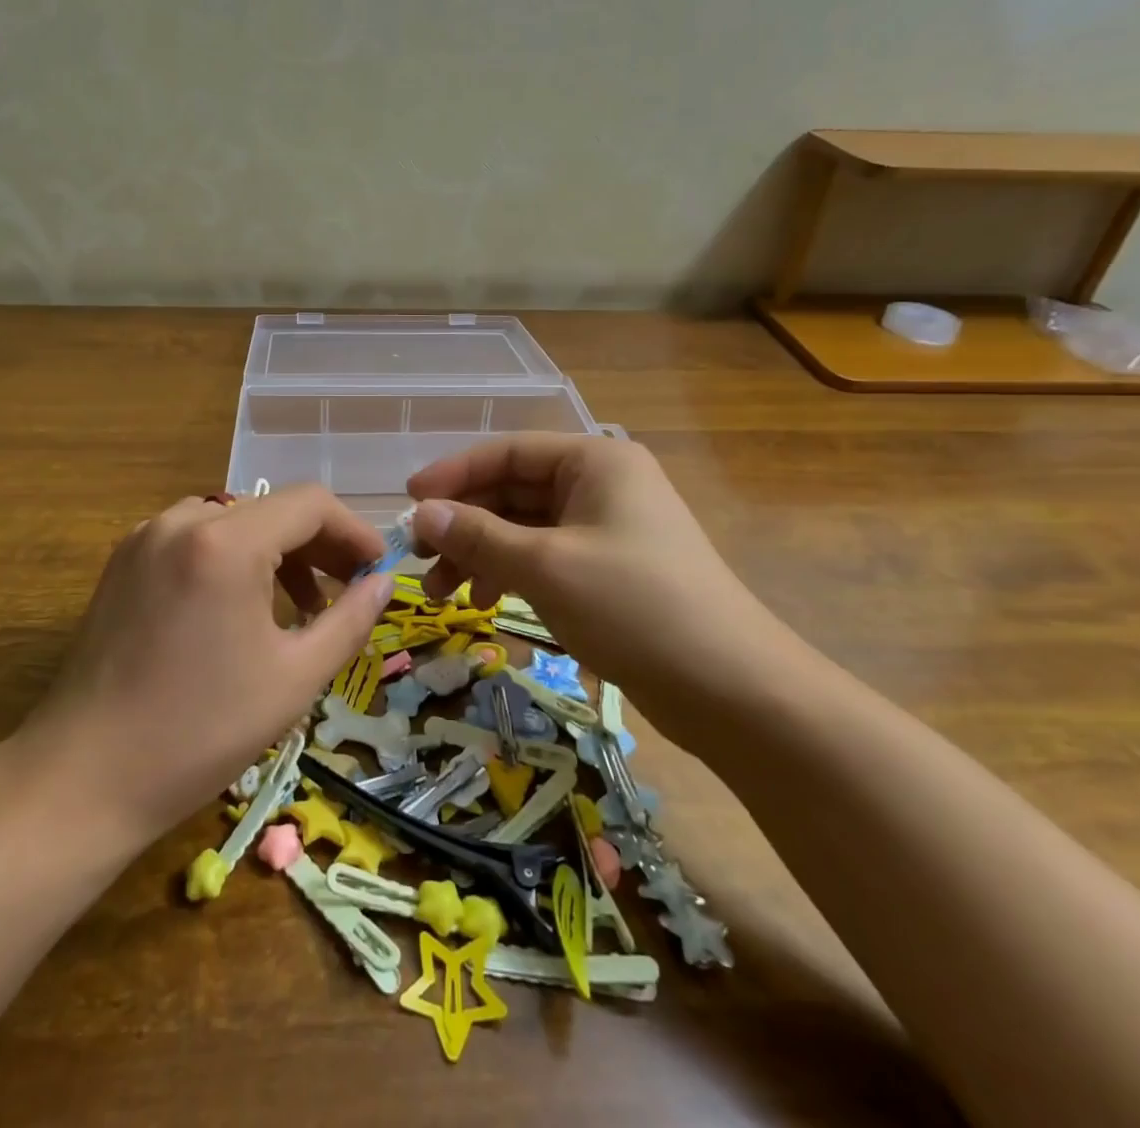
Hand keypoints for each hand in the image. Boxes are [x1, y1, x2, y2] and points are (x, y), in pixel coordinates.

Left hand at [15, 487, 395, 843]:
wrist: (82, 779)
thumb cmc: (199, 732)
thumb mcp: (294, 678)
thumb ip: (349, 620)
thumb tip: (383, 583)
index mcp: (225, 542)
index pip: (310, 504)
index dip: (354, 531)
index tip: (378, 569)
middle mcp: (182, 521)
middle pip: (272, 509)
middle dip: (319, 544)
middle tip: (350, 589)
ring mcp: (145, 537)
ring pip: (235, 521)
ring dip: (277, 552)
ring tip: (302, 606)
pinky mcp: (124, 561)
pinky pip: (197, 538)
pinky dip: (234, 559)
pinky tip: (244, 607)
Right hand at [406, 434, 786, 704]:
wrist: (731, 689)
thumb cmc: (634, 606)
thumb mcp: (545, 565)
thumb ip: (478, 535)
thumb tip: (421, 513)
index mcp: (594, 461)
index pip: (507, 452)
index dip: (453, 474)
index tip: (408, 502)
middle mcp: (601, 484)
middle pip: (513, 492)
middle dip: (464, 526)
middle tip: (419, 561)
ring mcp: (607, 529)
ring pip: (525, 529)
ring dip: (482, 556)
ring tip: (444, 596)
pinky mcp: (609, 570)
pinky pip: (546, 558)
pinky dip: (512, 576)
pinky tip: (486, 605)